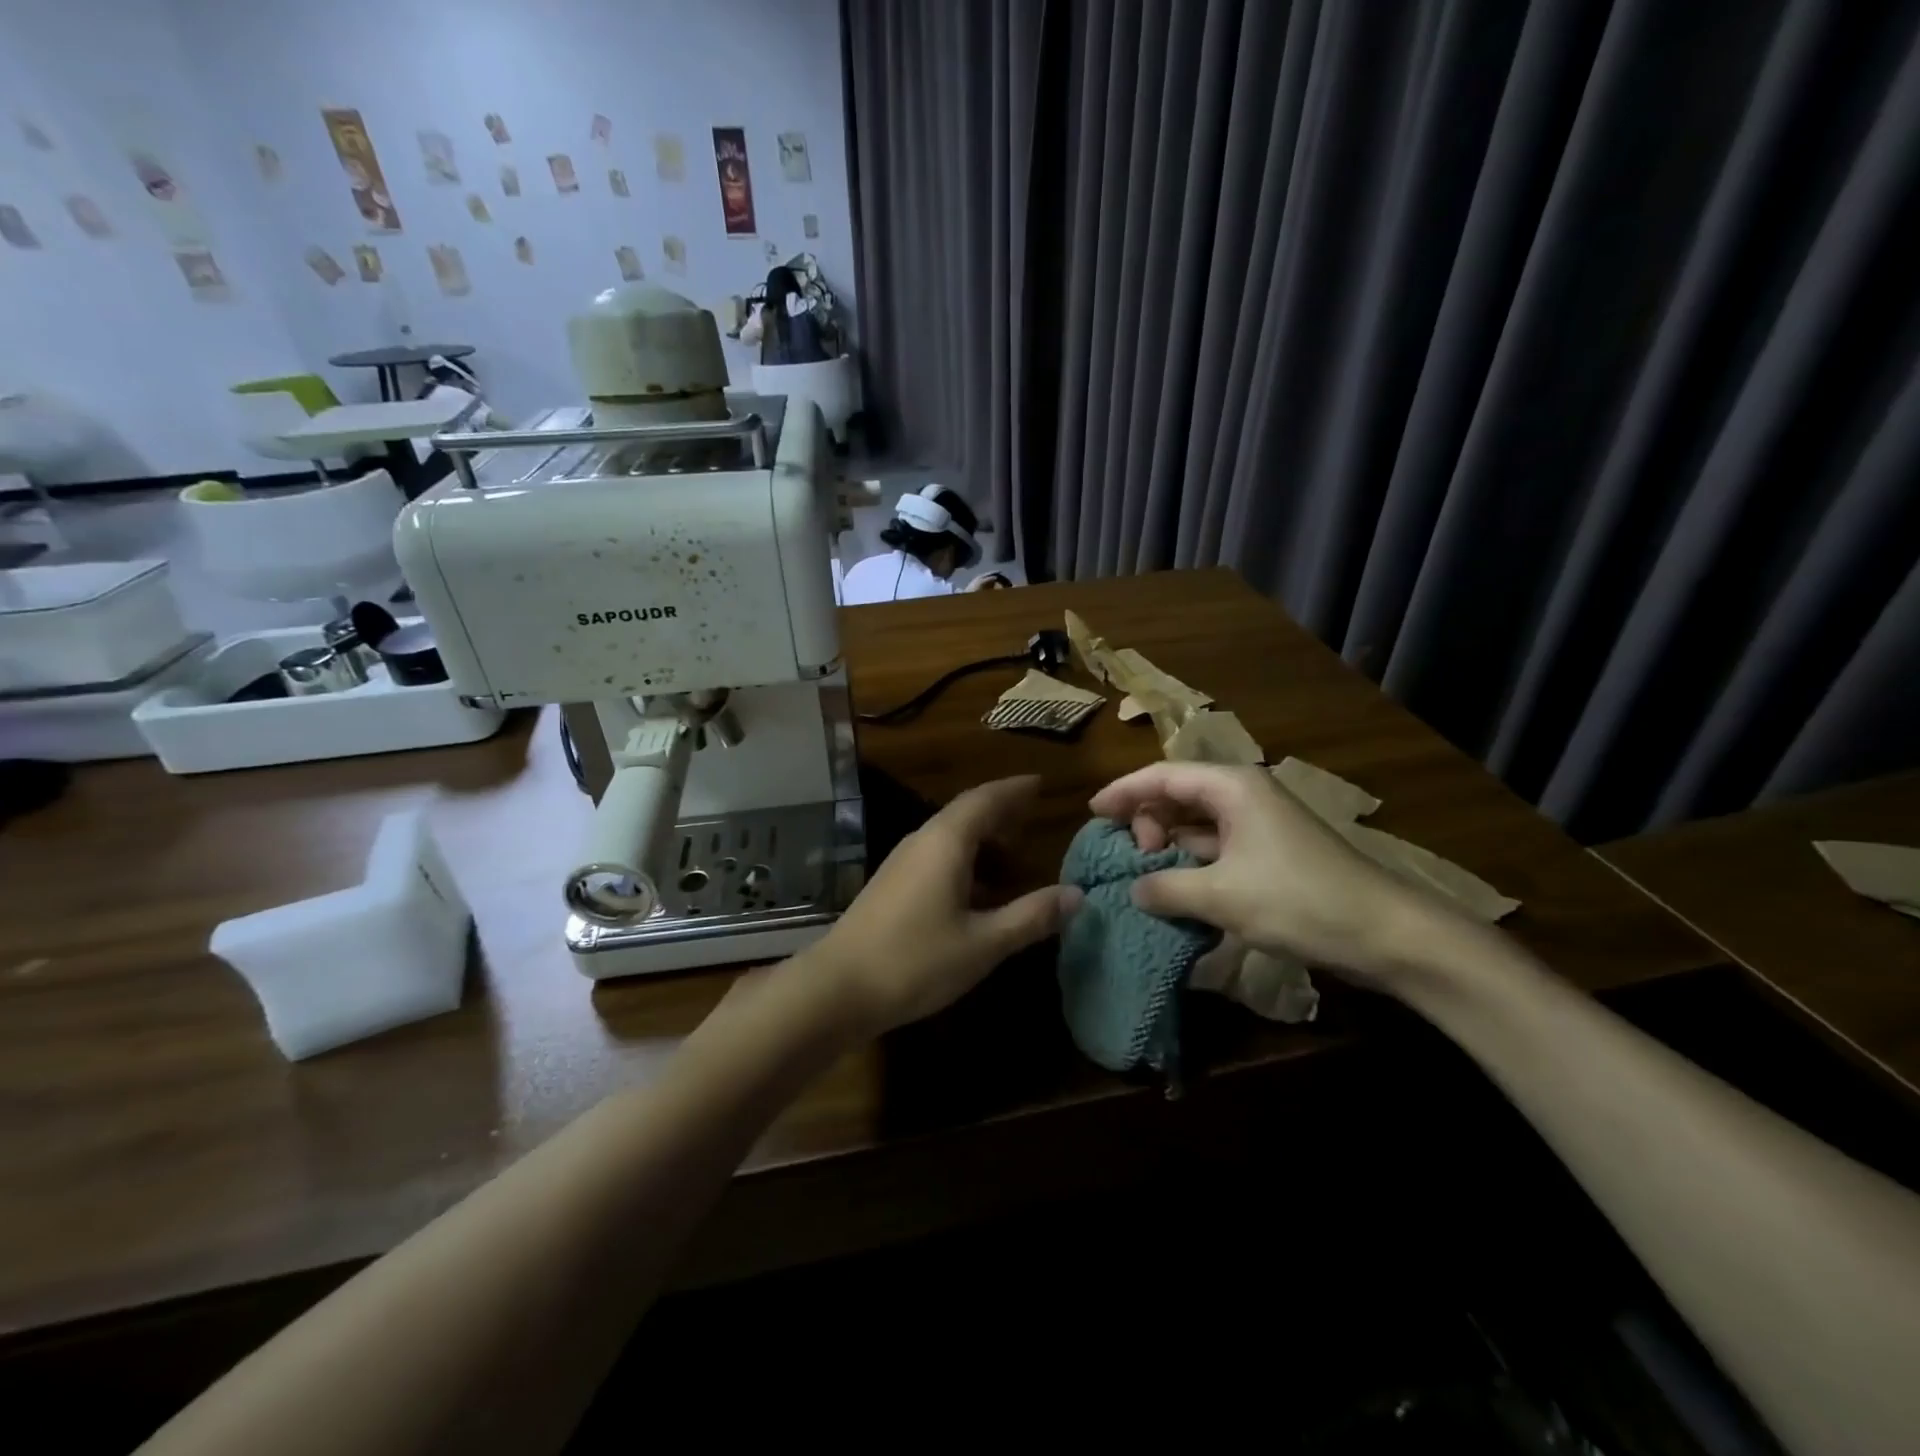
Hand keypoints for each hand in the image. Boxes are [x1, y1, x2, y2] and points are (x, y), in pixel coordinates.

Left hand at [801, 776, 1080, 1036]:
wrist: (838, 988)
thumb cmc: (916, 961)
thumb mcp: (984, 943)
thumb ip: (1031, 916)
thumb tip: (1077, 895)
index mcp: (946, 842)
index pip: (985, 799)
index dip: (1014, 790)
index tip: (1040, 784)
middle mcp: (922, 841)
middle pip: (966, 812)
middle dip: (1000, 811)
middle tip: (1032, 816)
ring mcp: (901, 862)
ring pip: (949, 835)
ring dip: (982, 838)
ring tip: (1013, 855)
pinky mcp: (891, 884)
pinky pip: (936, 856)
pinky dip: (964, 860)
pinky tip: (976, 891)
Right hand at [1088, 763, 1434, 982]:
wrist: (1386, 934)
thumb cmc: (1298, 900)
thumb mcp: (1221, 896)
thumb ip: (1166, 888)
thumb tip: (1133, 890)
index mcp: (1232, 787)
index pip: (1163, 775)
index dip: (1124, 791)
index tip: (1093, 812)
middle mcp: (1244, 796)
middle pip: (1179, 795)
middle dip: (1147, 821)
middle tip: (1134, 858)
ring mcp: (1260, 826)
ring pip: (1198, 825)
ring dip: (1169, 846)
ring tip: (1146, 876)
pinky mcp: (1271, 854)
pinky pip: (1217, 848)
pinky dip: (1193, 864)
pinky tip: (1178, 891)